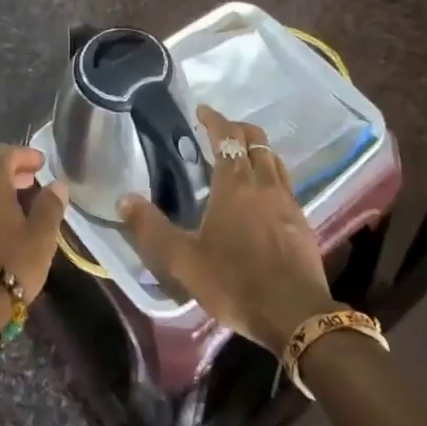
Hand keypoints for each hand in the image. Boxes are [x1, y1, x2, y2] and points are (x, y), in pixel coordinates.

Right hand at [120, 105, 338, 356]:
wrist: (295, 315)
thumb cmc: (235, 282)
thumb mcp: (183, 260)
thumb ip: (152, 229)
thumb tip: (124, 199)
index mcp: (235, 184)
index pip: (227, 137)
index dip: (215, 119)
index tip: (202, 110)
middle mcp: (264, 183)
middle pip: (256, 140)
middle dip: (237, 129)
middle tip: (219, 131)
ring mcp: (288, 201)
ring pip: (273, 160)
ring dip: (257, 149)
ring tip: (240, 157)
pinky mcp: (302, 222)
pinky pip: (285, 183)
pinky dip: (270, 174)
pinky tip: (262, 195)